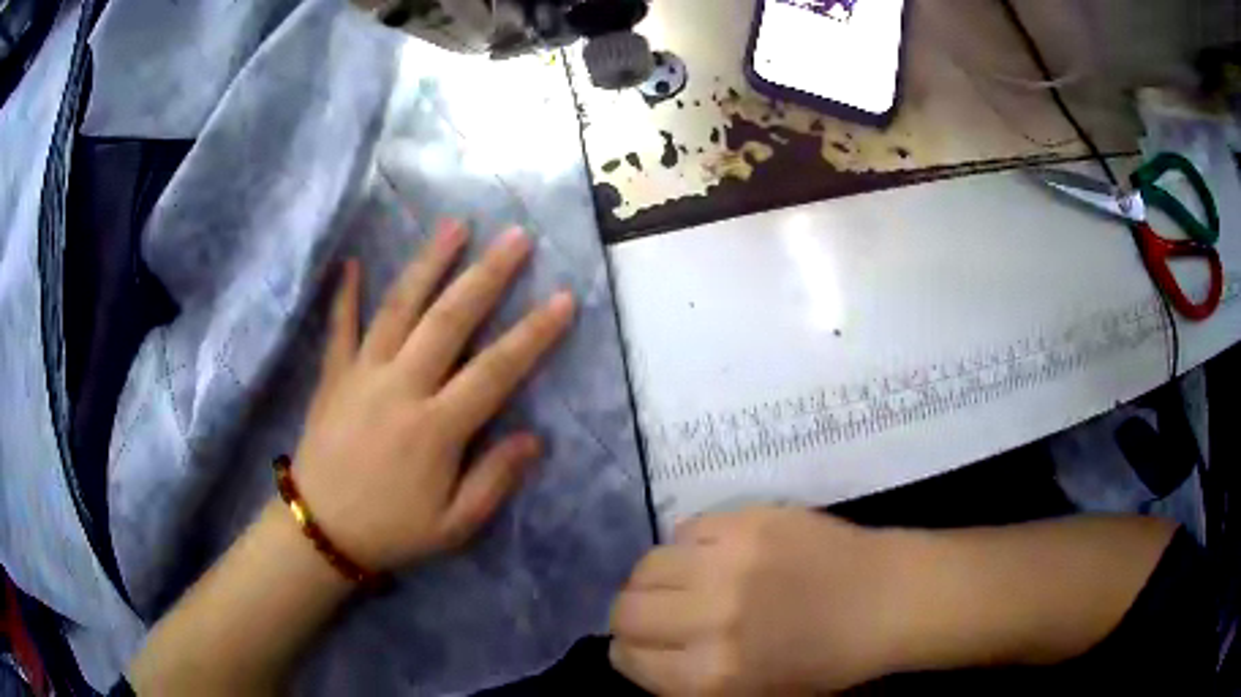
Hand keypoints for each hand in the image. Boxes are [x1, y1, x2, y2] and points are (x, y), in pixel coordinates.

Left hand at [291, 220, 572, 570]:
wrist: (321, 531)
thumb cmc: (392, 530)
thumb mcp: (454, 526)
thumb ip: (494, 480)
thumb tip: (534, 437)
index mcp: (437, 428)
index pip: (496, 370)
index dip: (533, 334)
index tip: (563, 298)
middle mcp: (401, 387)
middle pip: (449, 320)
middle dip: (486, 275)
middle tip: (515, 236)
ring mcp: (362, 374)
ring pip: (398, 308)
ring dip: (428, 264)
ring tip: (454, 226)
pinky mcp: (333, 375)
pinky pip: (339, 327)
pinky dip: (346, 293)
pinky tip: (353, 262)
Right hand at [609, 507, 905, 694]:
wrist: (887, 599)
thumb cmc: (829, 662)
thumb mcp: (755, 696)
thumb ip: (690, 684)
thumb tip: (648, 657)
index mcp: (713, 674)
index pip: (628, 659)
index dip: (628, 656)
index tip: (640, 650)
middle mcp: (710, 618)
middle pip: (626, 609)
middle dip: (631, 618)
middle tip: (656, 617)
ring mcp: (729, 561)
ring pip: (648, 565)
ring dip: (655, 580)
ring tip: (681, 584)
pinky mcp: (749, 518)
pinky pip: (687, 528)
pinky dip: (690, 546)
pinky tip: (714, 556)